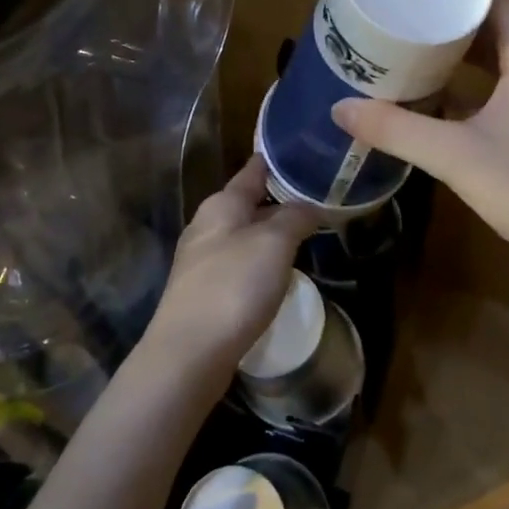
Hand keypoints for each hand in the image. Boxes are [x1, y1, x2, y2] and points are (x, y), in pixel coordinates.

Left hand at [138, 156, 320, 381]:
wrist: (189, 352)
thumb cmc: (233, 286)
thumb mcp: (274, 243)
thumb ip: (295, 217)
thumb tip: (310, 204)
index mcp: (222, 204)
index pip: (254, 170)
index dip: (280, 161)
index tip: (308, 156)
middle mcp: (207, 225)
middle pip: (249, 203)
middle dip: (281, 200)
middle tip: (320, 200)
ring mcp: (202, 260)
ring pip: (244, 234)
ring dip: (272, 233)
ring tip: (306, 235)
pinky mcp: (204, 291)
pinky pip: (239, 264)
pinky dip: (261, 261)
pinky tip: (279, 273)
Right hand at [332, 0, 508, 277]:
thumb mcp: (454, 156)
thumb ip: (396, 129)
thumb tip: (340, 108)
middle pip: (500, 17)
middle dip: (453, 8)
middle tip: (404, 3)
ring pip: (505, 50)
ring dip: (464, 44)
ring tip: (414, 37)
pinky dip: (477, 75)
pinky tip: (441, 88)